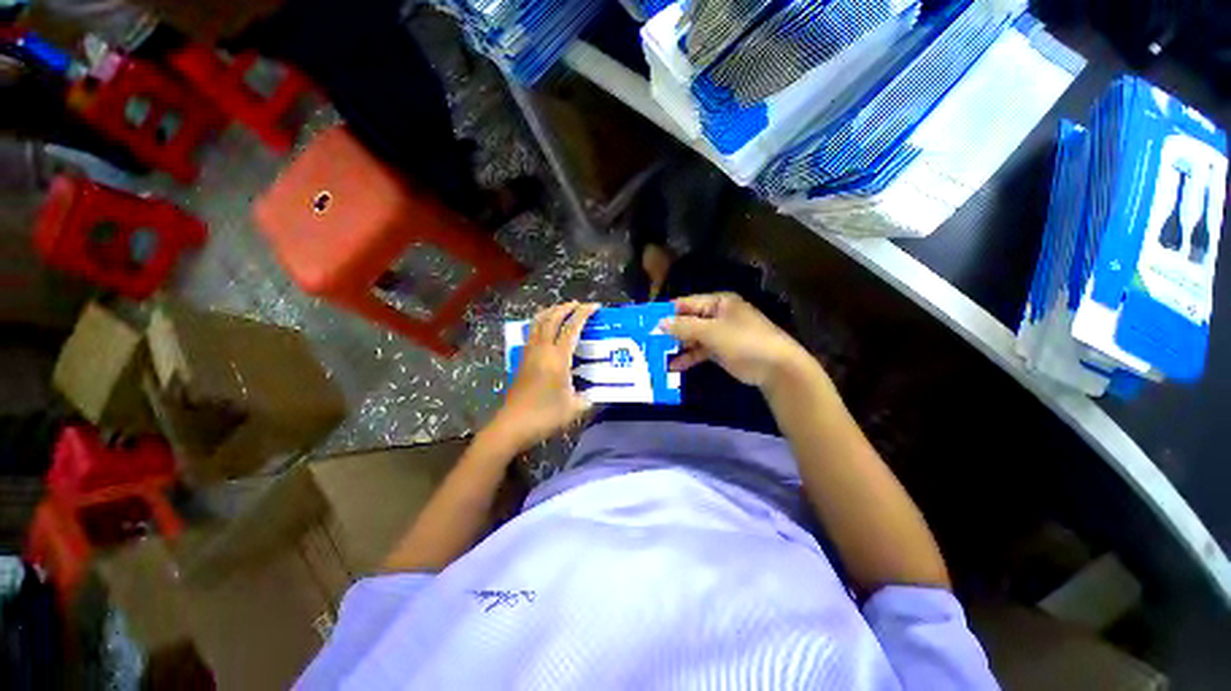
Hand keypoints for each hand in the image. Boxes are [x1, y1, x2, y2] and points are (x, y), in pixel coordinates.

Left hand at [488, 301, 599, 451]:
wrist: (512, 424)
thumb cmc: (545, 416)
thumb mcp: (574, 409)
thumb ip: (587, 399)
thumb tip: (594, 395)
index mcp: (558, 358)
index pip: (572, 328)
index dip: (583, 314)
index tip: (594, 306)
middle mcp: (542, 350)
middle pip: (552, 319)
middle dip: (566, 307)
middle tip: (579, 304)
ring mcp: (529, 353)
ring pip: (538, 323)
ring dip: (551, 312)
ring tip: (562, 310)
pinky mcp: (522, 360)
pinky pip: (532, 332)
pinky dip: (541, 323)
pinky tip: (546, 328)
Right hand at [661, 293, 809, 388]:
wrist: (776, 368)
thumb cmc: (744, 342)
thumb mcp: (712, 332)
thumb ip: (684, 327)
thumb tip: (659, 323)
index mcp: (718, 302)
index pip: (686, 303)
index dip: (666, 312)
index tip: (646, 321)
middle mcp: (717, 315)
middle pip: (688, 320)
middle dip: (670, 331)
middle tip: (647, 340)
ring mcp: (719, 334)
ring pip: (692, 337)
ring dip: (677, 346)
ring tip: (656, 354)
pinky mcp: (721, 351)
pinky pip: (700, 351)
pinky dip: (688, 357)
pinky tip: (673, 366)